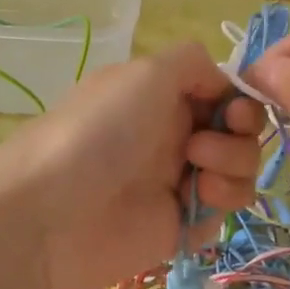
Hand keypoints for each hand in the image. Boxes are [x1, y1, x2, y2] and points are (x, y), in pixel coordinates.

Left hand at [0, 44, 261, 288]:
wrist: (49, 213)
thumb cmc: (99, 132)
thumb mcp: (146, 73)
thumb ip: (194, 63)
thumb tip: (224, 82)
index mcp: (163, 95)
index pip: (222, 92)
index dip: (240, 100)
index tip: (235, 112)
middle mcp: (173, 133)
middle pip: (239, 131)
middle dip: (240, 135)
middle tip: (202, 146)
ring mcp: (178, 180)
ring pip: (239, 169)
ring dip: (234, 166)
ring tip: (198, 176)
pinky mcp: (180, 225)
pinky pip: (223, 210)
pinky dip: (222, 202)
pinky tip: (193, 202)